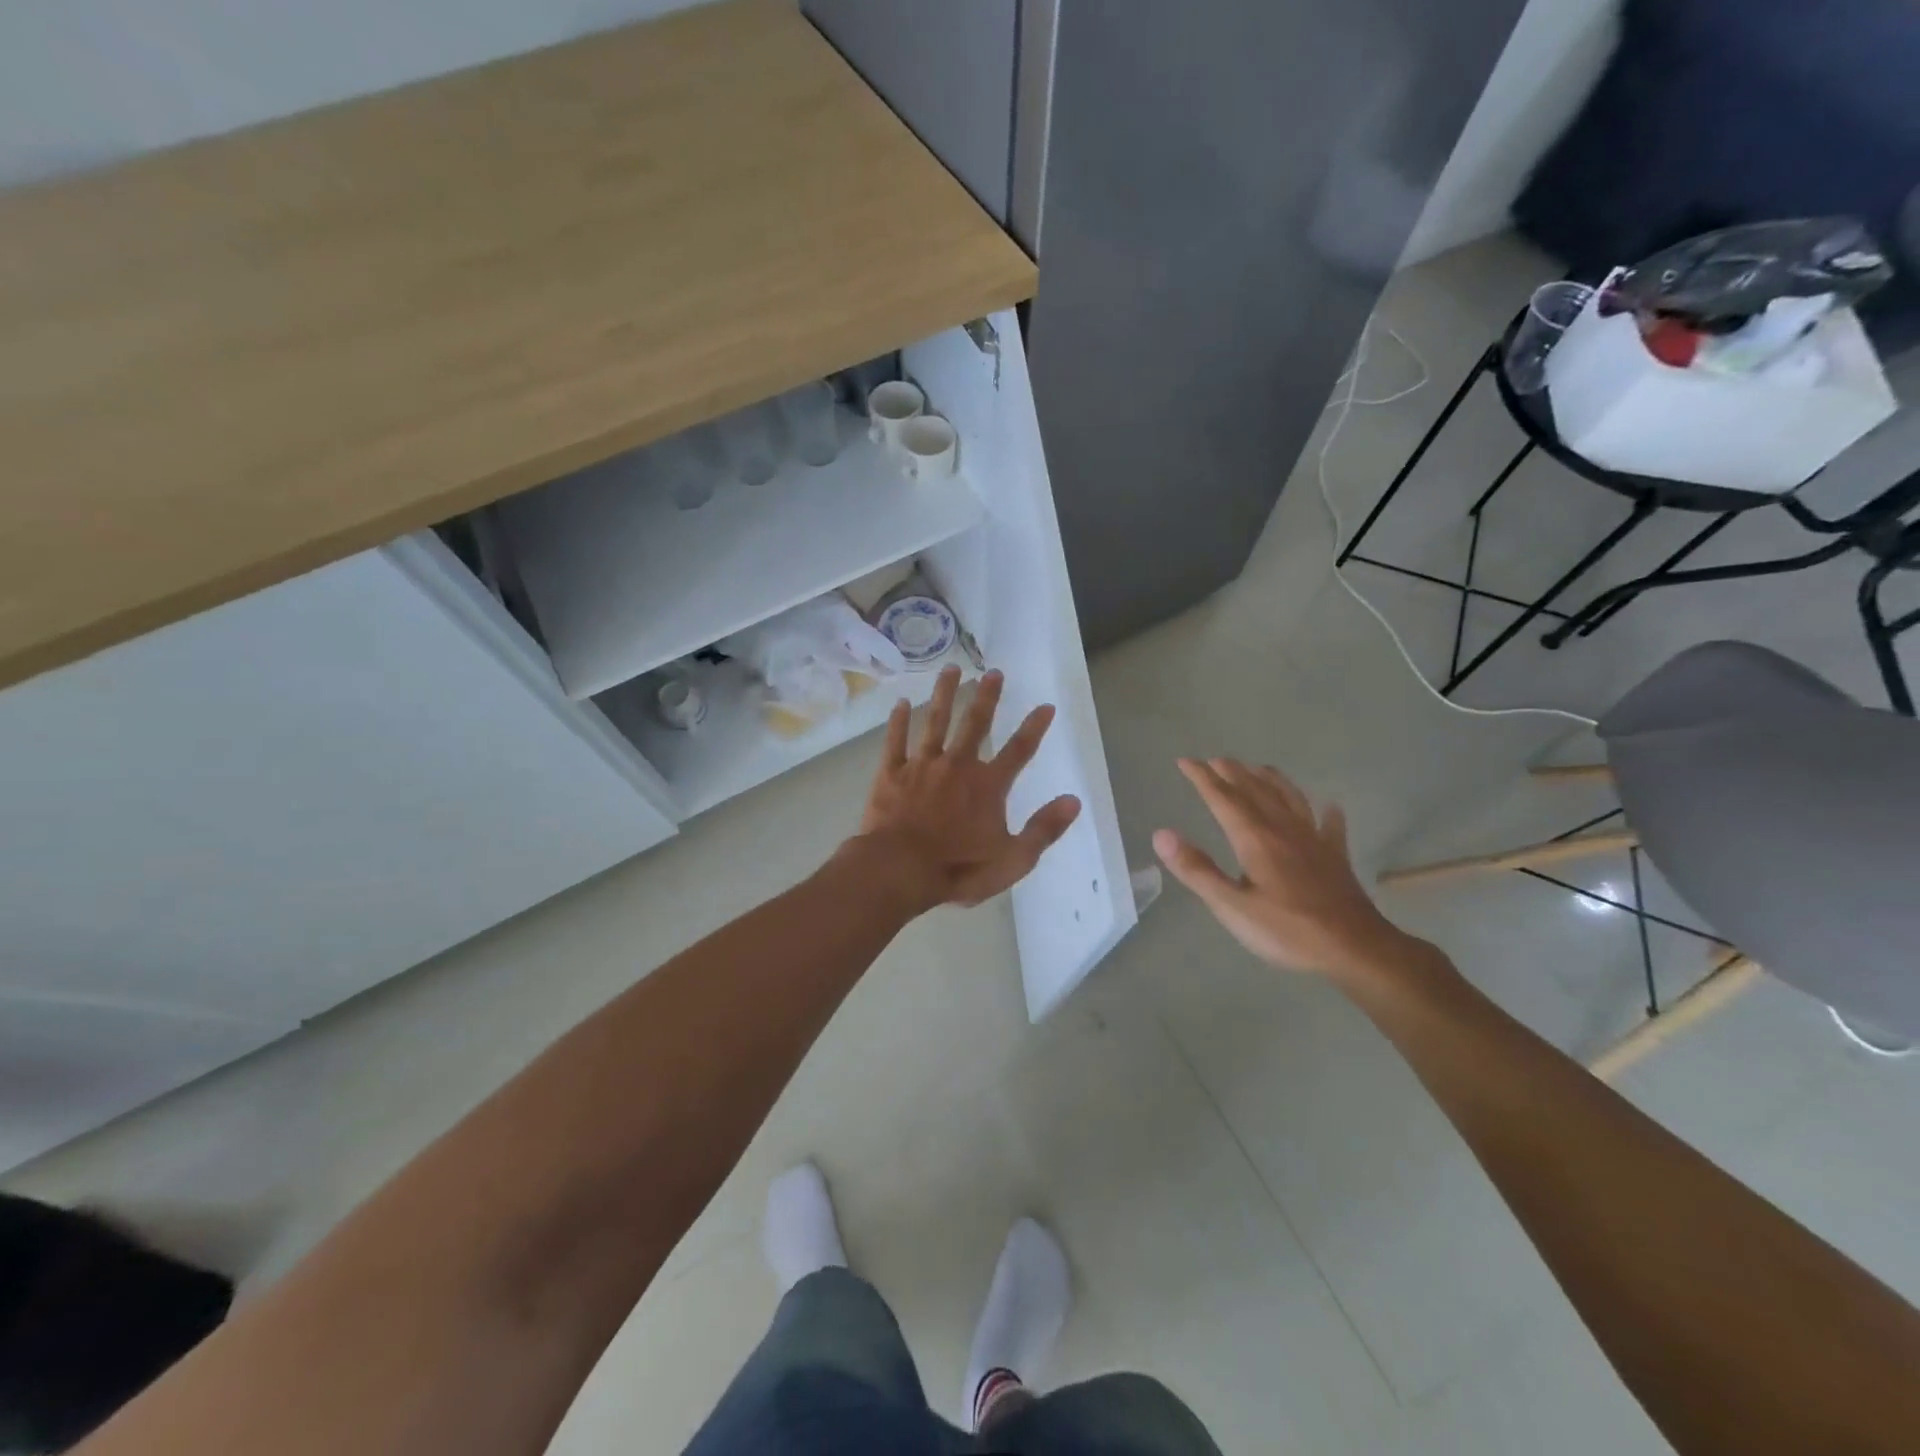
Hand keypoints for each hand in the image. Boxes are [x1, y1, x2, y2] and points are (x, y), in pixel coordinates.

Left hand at [856, 666, 1080, 911]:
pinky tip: (900, 703)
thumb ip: (1043, 829)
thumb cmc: (959, 868)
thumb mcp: (1013, 859)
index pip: (1019, 750)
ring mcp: (922, 766)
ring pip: (935, 722)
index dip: (1034, 727)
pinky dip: (898, 722)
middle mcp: (957, 765)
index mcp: (988, 786)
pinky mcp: (891, 773)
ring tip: (951, 669)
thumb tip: (1073, 801)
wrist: (899, 869)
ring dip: (944, 695)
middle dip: (987, 697)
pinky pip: (895, 741)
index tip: (1044, 705)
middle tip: (994, 672)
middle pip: (975, 724)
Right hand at [1154, 758, 1414, 978]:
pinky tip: (1328, 806)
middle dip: (1233, 773)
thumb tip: (1162, 834)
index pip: (1223, 798)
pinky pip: (1330, 826)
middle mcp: (1283, 829)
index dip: (1202, 778)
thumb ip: (1197, 870)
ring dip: (1271, 780)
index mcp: (1255, 839)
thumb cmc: (1286, 930)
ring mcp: (1313, 840)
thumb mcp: (1231, 906)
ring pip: (1290, 799)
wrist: (1354, 948)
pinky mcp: (1335, 857)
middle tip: (1215, 760)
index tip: (1184, 761)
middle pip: (1255, 791)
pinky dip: (1326, 812)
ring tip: (1259, 768)